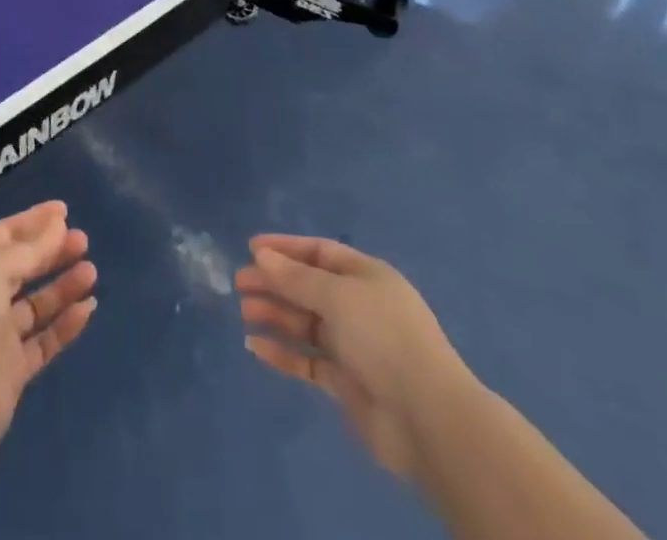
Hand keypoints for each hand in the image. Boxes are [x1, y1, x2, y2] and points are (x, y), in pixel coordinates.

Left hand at [0, 200, 96, 441]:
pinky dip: (66, 324)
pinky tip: (88, 308)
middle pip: (24, 266)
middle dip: (53, 251)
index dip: (34, 221)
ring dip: (63, 285)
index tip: (64, 210)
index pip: (6, 234)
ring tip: (91, 271)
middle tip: (83, 240)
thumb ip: (31, 248)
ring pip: (38, 303)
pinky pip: (45, 339)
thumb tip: (58, 224)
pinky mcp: (14, 369)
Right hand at [236, 234, 478, 483]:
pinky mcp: (345, 383)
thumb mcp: (337, 295)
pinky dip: (283, 353)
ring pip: (305, 323)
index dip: (285, 248)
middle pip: (308, 287)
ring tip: (244, 311)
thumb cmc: (383, 336)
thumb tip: (261, 255)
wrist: (426, 417)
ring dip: (275, 314)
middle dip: (275, 282)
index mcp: (365, 276)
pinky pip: (307, 361)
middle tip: (239, 283)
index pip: (319, 252)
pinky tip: (255, 346)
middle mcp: (359, 306)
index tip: (251, 248)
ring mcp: (353, 346)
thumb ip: (296, 277)